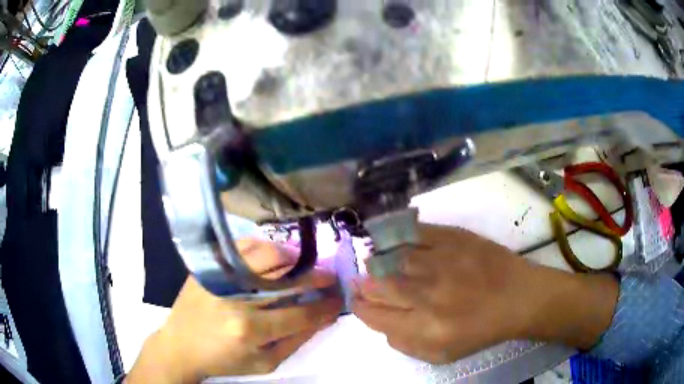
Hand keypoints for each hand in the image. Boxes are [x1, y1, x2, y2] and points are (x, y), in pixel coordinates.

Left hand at [128, 239, 342, 382]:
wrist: (181, 346)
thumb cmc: (224, 361)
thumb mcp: (265, 363)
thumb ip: (296, 340)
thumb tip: (322, 317)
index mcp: (250, 329)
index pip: (300, 313)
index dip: (324, 305)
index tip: (338, 298)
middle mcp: (235, 298)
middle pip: (285, 277)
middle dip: (315, 275)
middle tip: (329, 275)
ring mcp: (219, 277)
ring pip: (265, 254)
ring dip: (292, 258)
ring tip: (302, 264)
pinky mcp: (208, 267)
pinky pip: (242, 248)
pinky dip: (263, 249)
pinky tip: (273, 257)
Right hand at [352, 224, 618, 364]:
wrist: (518, 297)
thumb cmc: (481, 330)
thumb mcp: (441, 354)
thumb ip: (404, 344)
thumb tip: (382, 323)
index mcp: (423, 328)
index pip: (373, 314)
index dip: (359, 306)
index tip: (358, 301)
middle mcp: (427, 294)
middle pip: (376, 284)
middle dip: (362, 284)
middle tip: (359, 281)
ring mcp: (440, 261)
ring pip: (390, 257)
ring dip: (376, 261)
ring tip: (373, 262)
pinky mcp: (452, 237)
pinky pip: (412, 233)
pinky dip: (396, 237)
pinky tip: (391, 241)